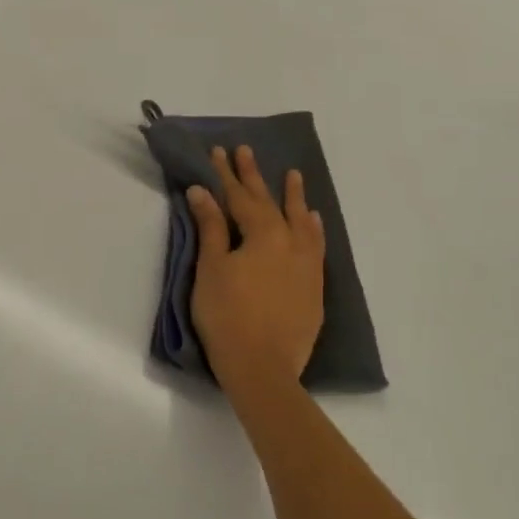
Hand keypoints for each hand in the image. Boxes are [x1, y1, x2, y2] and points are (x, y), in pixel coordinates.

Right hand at [187, 145, 325, 393]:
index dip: (226, 174)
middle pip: (270, 202)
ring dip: (294, 197)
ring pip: (300, 221)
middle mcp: (290, 242)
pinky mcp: (314, 287)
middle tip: (246, 150)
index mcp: (263, 234)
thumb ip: (211, 227)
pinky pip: (317, 246)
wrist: (262, 368)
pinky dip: (313, 229)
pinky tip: (313, 221)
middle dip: (254, 176)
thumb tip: (202, 191)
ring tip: (295, 175)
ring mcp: (306, 265)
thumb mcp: (211, 267)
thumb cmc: (227, 315)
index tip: (218, 151)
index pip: (240, 196)